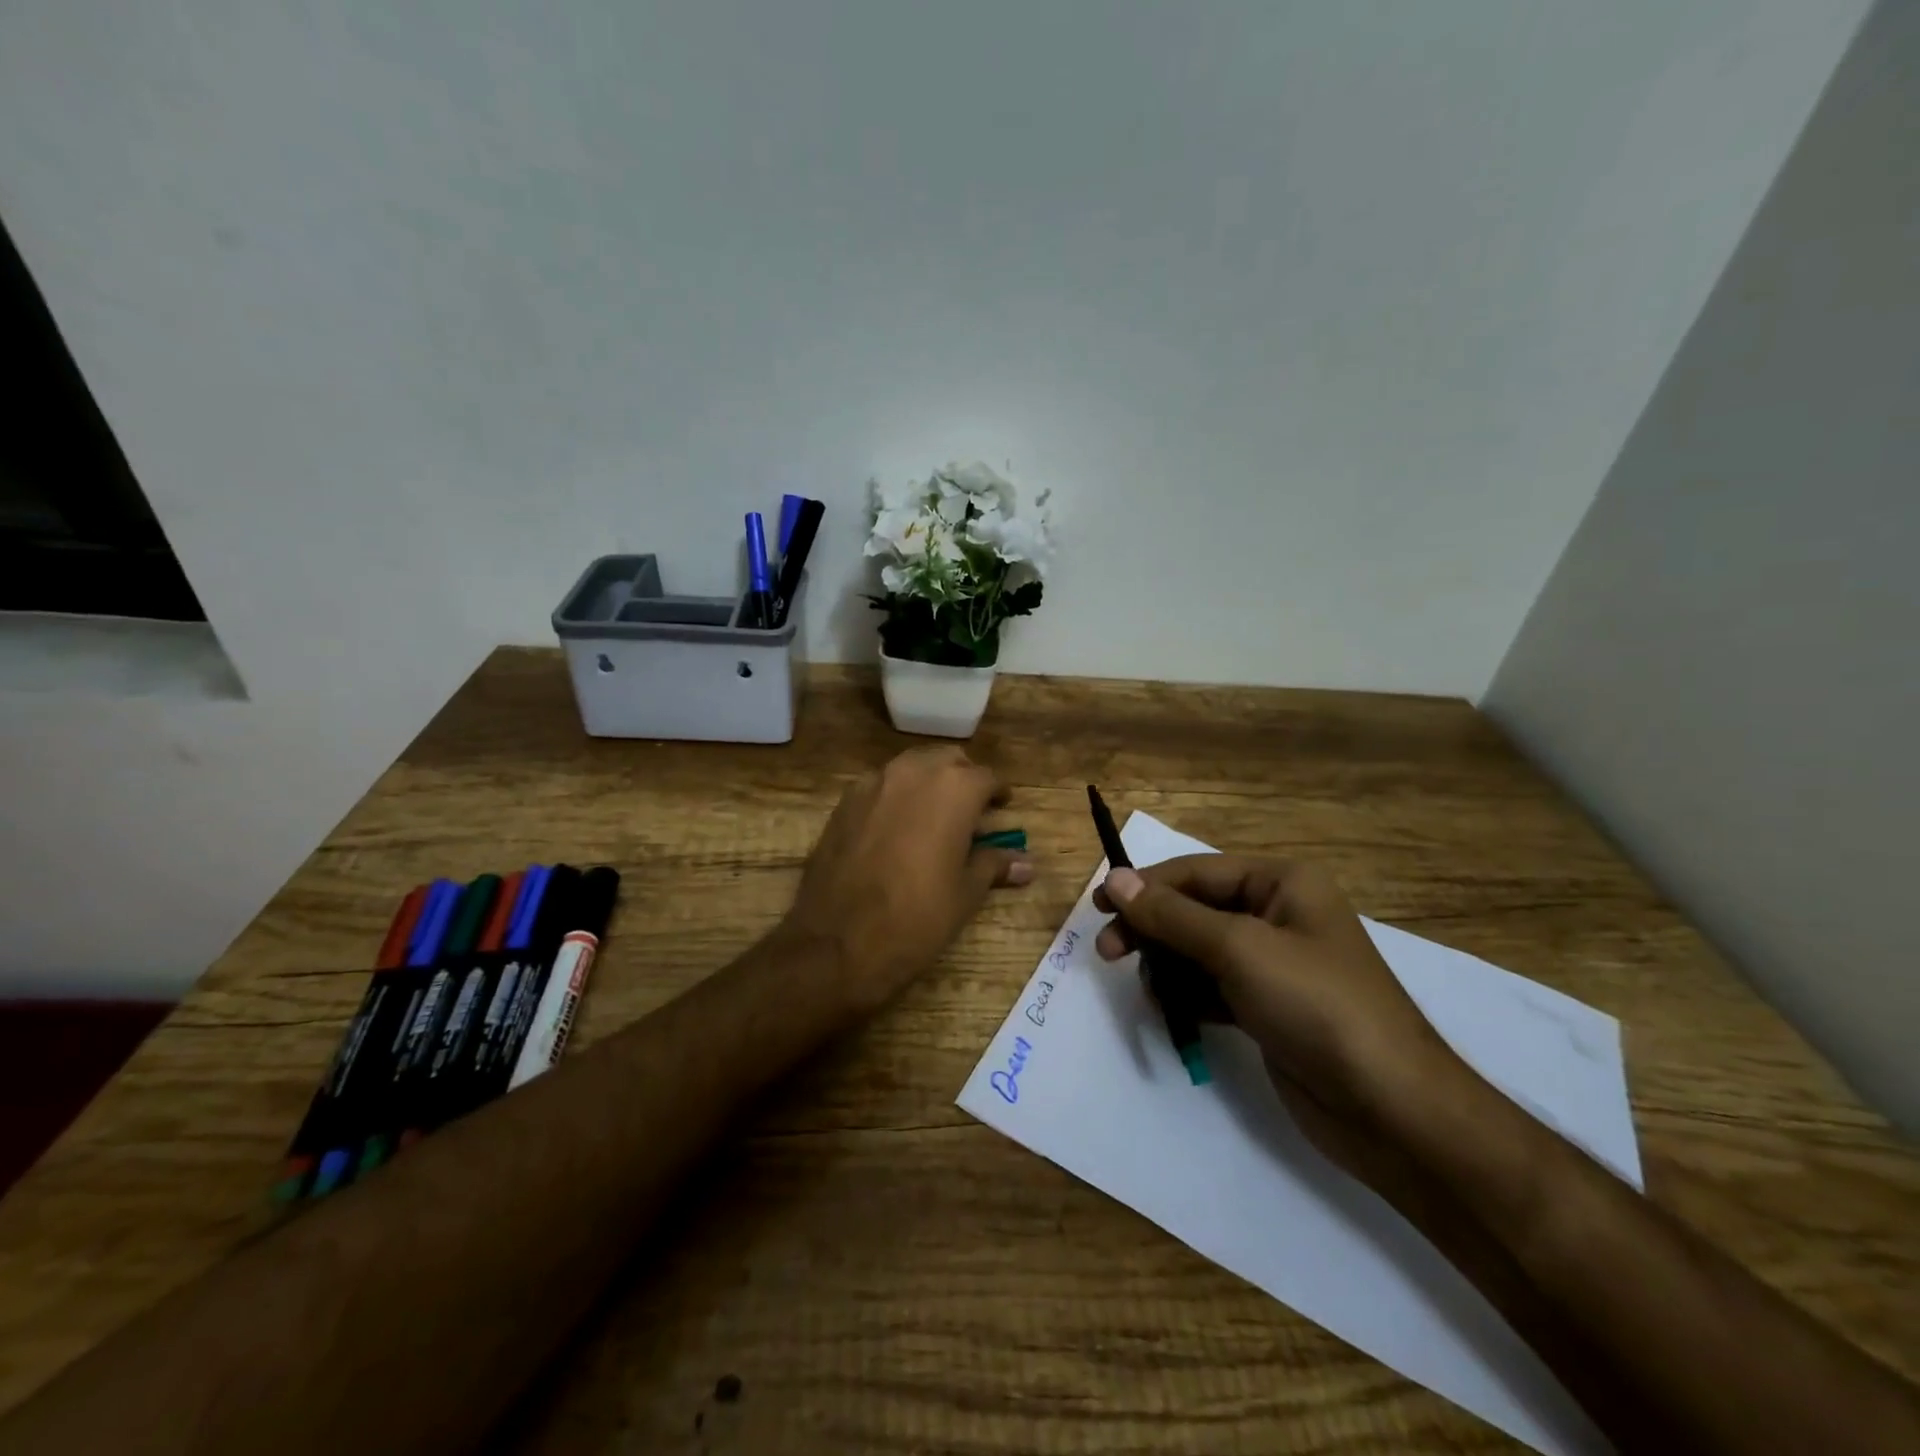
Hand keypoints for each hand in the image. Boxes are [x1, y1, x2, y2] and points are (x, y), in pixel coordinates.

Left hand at [784, 746, 1032, 1014]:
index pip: (987, 777)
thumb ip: (993, 865)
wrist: (836, 940)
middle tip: (970, 812)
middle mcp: (914, 772)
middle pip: (947, 761)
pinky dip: (896, 797)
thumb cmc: (916, 917)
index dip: (997, 794)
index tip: (1002, 809)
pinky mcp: (844, 801)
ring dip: (928, 783)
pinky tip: (896, 830)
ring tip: (934, 818)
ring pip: (911, 767)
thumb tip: (1026, 865)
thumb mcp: (965, 894)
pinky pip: (880, 786)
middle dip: (962, 779)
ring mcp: (874, 782)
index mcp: (954, 788)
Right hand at [1092, 856, 1463, 1145]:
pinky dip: (1187, 995)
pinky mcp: (1267, 1007)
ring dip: (1166, 965)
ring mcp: (1273, 965)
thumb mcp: (1239, 949)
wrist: (1390, 1109)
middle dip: (1152, 929)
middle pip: (1194, 910)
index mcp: (1282, 883)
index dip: (1145, 885)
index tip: (1099, 905)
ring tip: (1147, 991)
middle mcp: (1278, 915)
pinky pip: (1212, 987)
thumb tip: (1116, 879)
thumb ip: (1172, 915)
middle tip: (1107, 952)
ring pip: (1198, 950)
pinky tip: (1170, 1012)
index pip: (1197, 872)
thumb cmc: (1316, 1006)